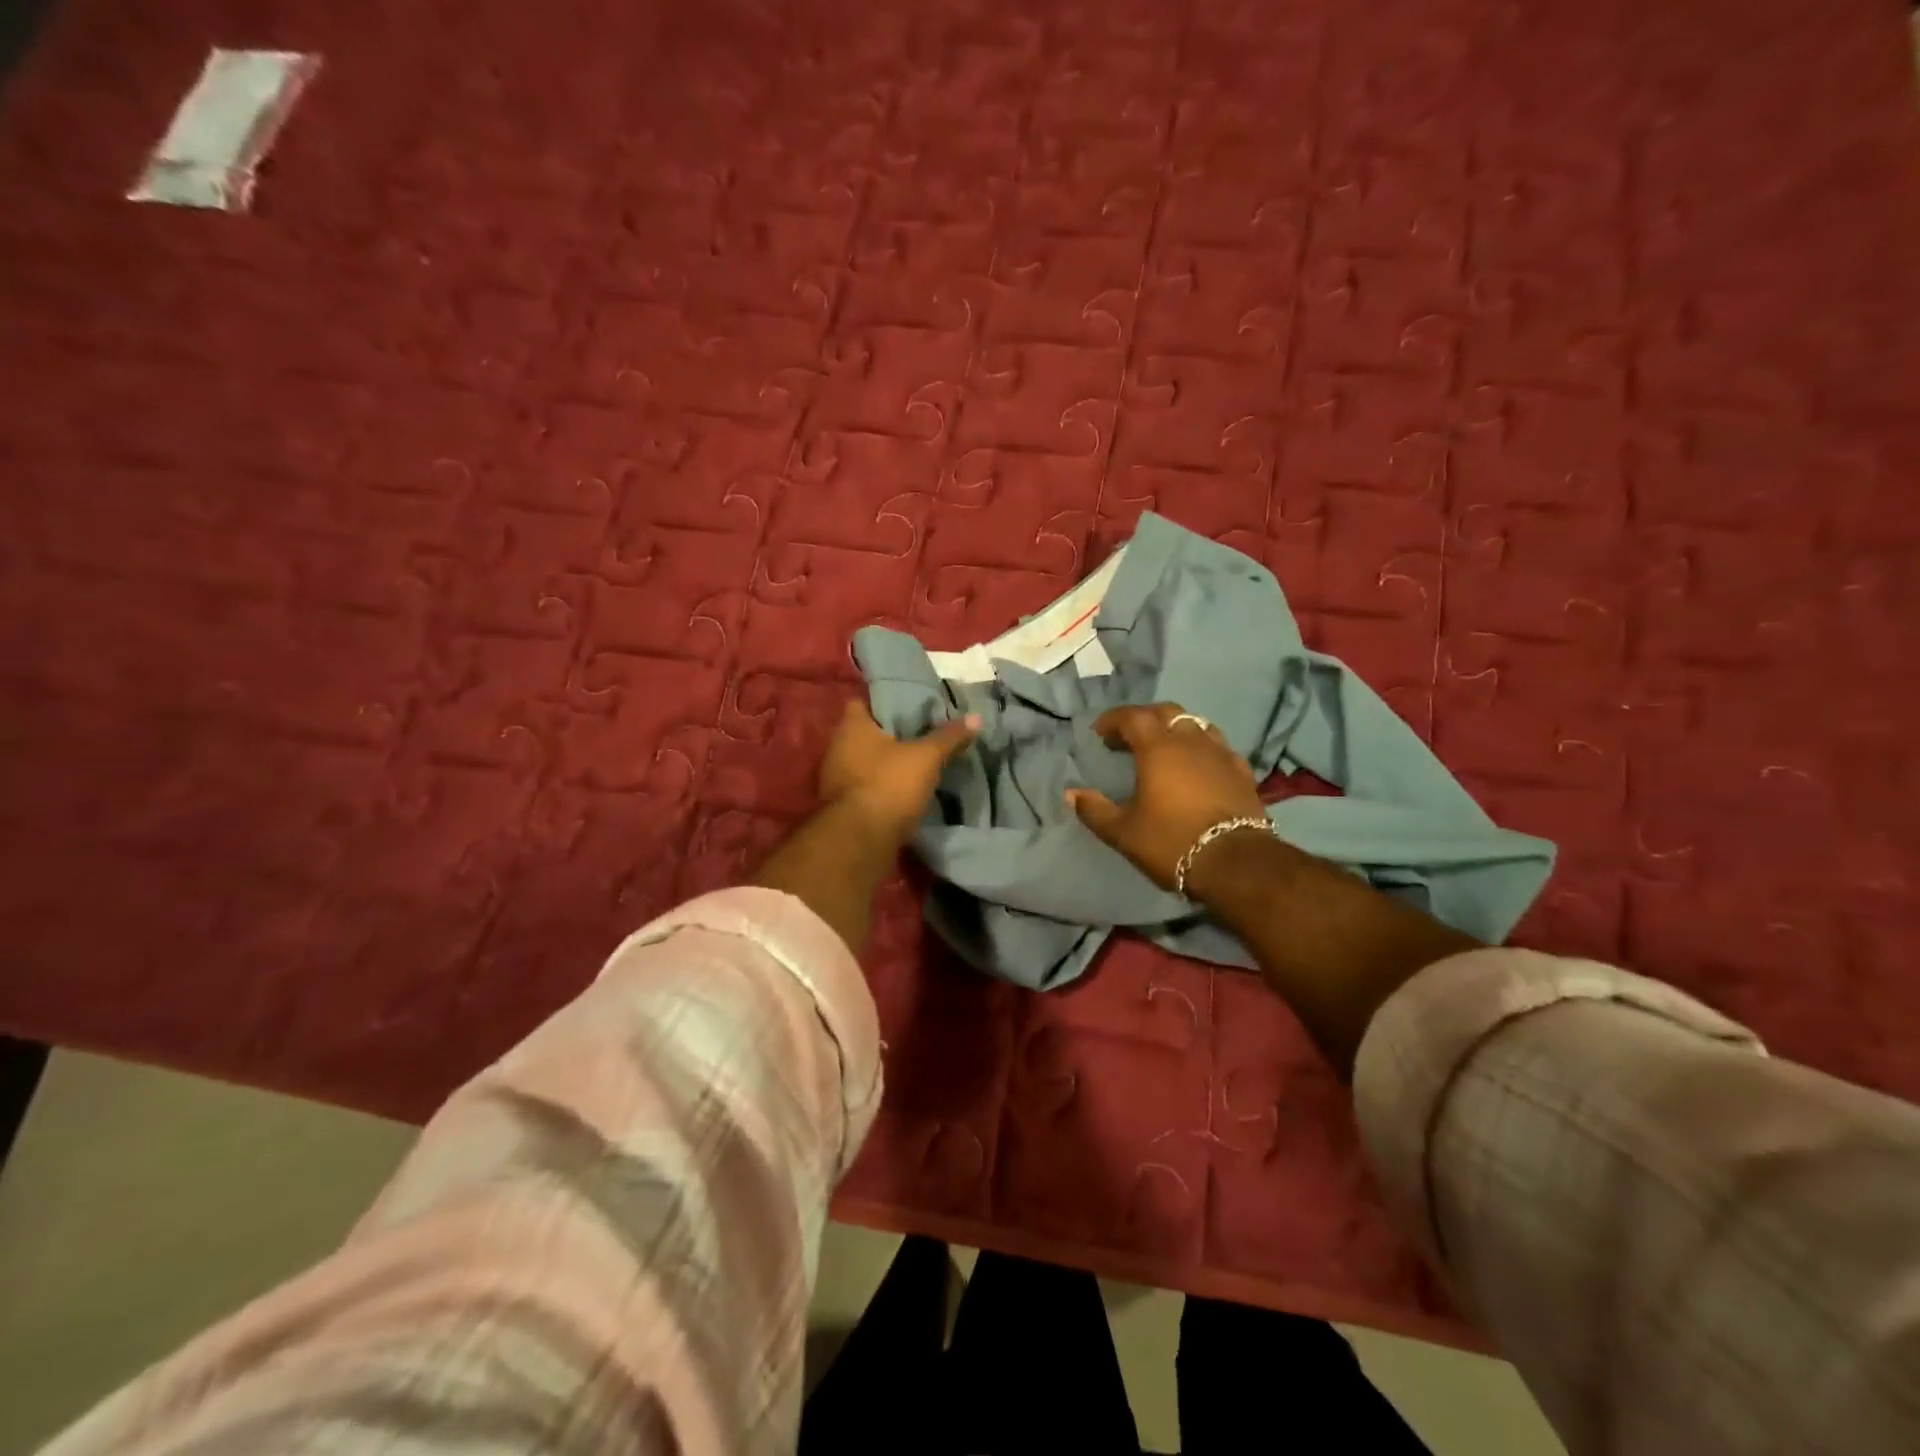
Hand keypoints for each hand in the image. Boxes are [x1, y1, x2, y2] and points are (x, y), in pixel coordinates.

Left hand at [818, 699, 979, 846]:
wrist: (859, 841)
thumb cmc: (888, 786)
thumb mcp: (926, 758)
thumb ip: (948, 737)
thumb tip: (976, 717)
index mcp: (852, 727)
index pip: (863, 701)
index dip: (886, 701)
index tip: (910, 706)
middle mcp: (837, 748)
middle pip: (865, 733)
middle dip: (890, 734)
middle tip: (921, 733)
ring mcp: (835, 779)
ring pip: (865, 762)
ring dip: (886, 763)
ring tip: (916, 762)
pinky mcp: (842, 806)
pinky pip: (865, 787)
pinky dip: (882, 786)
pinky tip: (904, 790)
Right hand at [1066, 702, 1267, 891]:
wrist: (1236, 863)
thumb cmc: (1172, 842)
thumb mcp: (1123, 832)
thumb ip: (1094, 810)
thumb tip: (1070, 794)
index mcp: (1158, 748)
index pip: (1133, 717)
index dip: (1113, 720)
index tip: (1099, 733)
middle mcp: (1190, 741)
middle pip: (1166, 713)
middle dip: (1144, 718)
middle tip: (1128, 737)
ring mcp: (1220, 753)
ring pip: (1196, 724)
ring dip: (1175, 729)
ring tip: (1163, 748)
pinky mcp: (1242, 772)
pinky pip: (1218, 747)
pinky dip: (1201, 748)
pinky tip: (1198, 766)